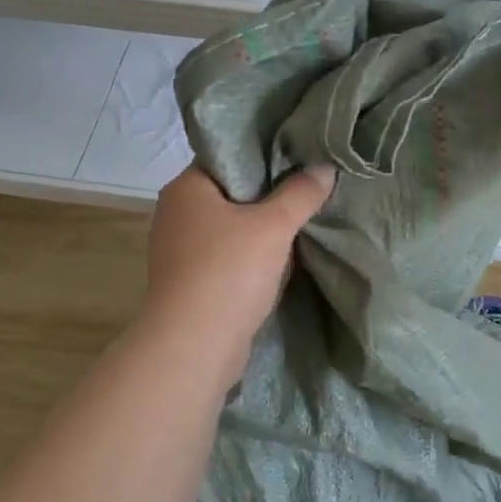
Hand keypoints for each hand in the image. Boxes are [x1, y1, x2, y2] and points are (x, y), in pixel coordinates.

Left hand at [140, 163, 335, 375]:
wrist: (194, 347)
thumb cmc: (229, 272)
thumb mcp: (274, 226)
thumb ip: (301, 193)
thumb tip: (324, 167)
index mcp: (186, 187)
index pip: (228, 156)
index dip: (265, 155)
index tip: (300, 158)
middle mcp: (176, 213)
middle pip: (232, 192)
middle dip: (269, 196)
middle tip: (309, 190)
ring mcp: (179, 250)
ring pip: (230, 227)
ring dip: (261, 230)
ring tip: (302, 223)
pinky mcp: (189, 282)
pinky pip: (226, 257)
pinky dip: (250, 258)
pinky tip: (280, 261)